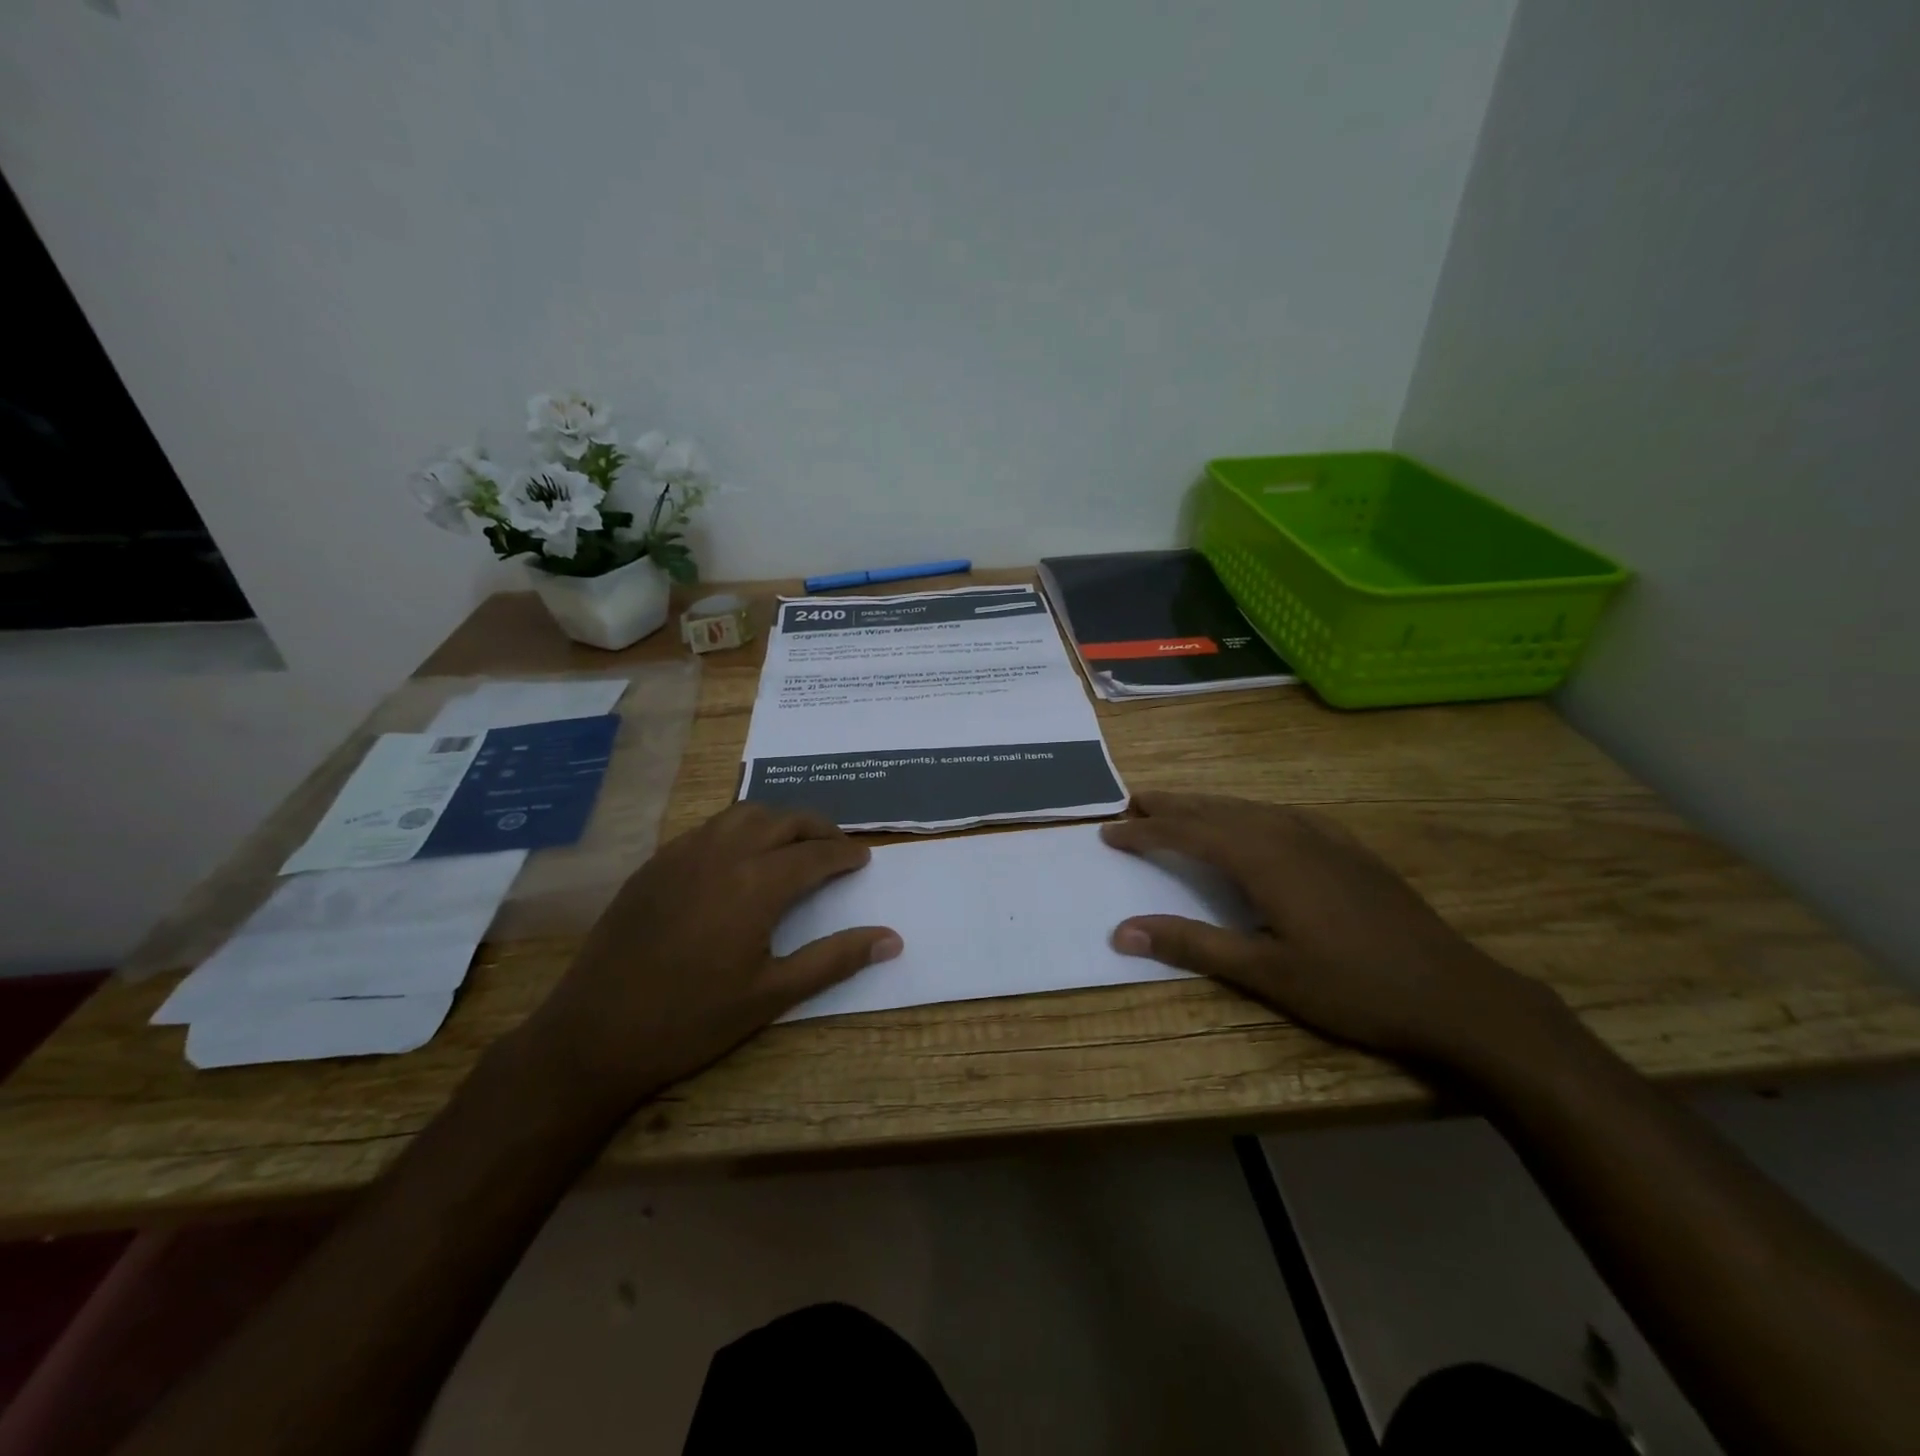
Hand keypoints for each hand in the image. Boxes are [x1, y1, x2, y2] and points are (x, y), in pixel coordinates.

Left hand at [520, 803, 900, 1114]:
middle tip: (838, 846)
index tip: (864, 858)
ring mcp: (683, 854)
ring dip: (778, 820)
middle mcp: (723, 853)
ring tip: (794, 843)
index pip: (815, 854)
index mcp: (756, 884)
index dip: (845, 854)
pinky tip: (740, 855)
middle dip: (818, 827)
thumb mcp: (772, 995)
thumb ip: (835, 959)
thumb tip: (892, 938)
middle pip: (783, 820)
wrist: (594, 1034)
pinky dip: (739, 828)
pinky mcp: (655, 864)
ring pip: (743, 813)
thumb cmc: (691, 1020)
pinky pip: (709, 827)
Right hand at [1101, 792, 1574, 1075]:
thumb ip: (1191, 944)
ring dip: (1206, 806)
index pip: (1187, 833)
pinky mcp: (1347, 847)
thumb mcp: (1265, 973)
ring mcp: (1323, 836)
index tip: (1109, 831)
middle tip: (1130, 801)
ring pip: (1248, 807)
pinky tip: (1251, 819)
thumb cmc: (1352, 988)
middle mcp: (1287, 832)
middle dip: (1170, 805)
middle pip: (1214, 809)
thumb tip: (1121, 931)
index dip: (1145, 831)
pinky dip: (1248, 812)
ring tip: (1176, 806)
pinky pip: (1282, 814)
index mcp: (1262, 858)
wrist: (1455, 994)